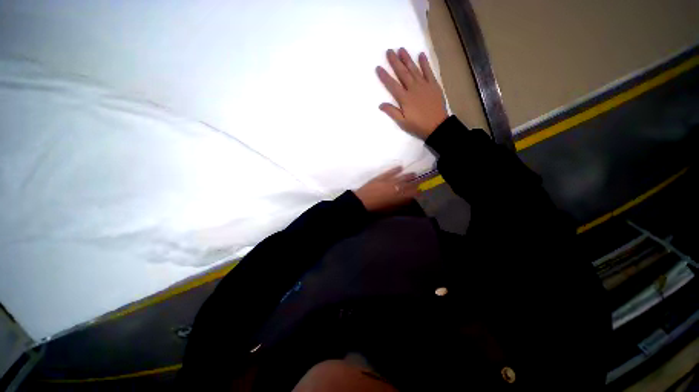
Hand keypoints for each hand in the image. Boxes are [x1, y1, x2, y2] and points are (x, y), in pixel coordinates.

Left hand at [354, 167, 418, 211]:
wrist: (361, 202)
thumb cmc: (376, 209)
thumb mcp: (390, 209)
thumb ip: (399, 204)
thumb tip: (407, 200)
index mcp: (398, 197)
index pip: (411, 193)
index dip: (417, 192)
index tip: (420, 191)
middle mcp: (396, 188)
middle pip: (408, 184)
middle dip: (415, 182)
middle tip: (420, 181)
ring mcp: (388, 181)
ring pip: (401, 177)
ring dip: (408, 175)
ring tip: (413, 174)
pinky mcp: (381, 177)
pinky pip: (390, 172)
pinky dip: (396, 169)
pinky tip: (400, 167)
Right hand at [377, 48, 447, 139]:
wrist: (439, 127)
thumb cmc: (420, 126)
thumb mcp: (403, 123)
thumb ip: (392, 112)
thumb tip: (380, 104)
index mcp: (404, 98)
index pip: (392, 84)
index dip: (384, 76)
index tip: (378, 67)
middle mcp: (413, 88)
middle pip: (402, 72)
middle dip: (395, 61)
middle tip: (389, 51)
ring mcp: (424, 85)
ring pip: (414, 69)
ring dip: (407, 59)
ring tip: (401, 49)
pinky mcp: (434, 85)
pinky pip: (429, 72)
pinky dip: (425, 63)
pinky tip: (421, 55)